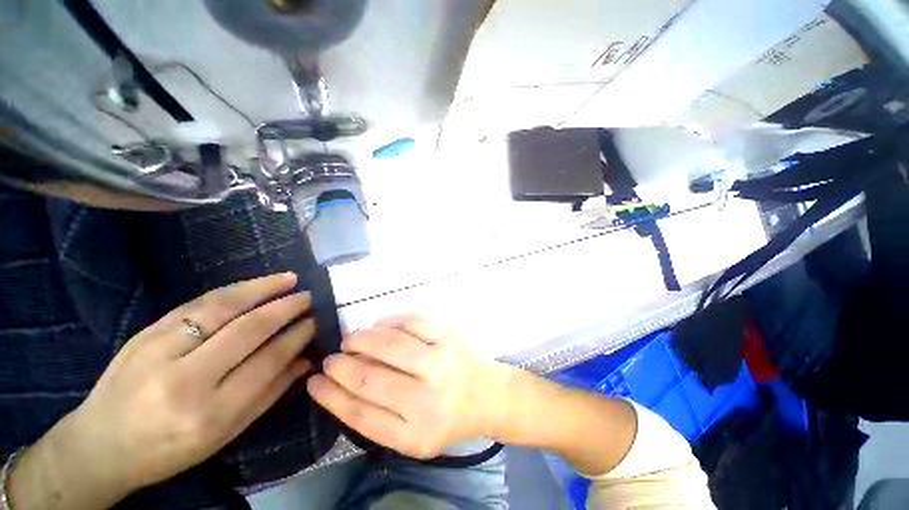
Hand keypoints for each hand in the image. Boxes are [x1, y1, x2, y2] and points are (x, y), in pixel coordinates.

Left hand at [10, 273, 316, 508]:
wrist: (100, 445)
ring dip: (262, 289)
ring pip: (221, 308)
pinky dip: (232, 291)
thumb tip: (306, 360)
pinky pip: (197, 304)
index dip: (297, 336)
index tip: (316, 320)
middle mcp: (186, 380)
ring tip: (290, 279)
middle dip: (286, 308)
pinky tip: (253, 284)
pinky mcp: (145, 333)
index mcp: (210, 413)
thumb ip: (269, 393)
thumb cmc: (170, 449)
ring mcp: (159, 351)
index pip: (267, 361)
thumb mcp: (225, 434)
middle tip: (310, 296)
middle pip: (248, 330)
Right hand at [306, 315, 508, 458]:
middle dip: (341, 366)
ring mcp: (441, 362)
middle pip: (370, 379)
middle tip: (331, 358)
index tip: (314, 381)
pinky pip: (413, 322)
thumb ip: (378, 419)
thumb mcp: (413, 437)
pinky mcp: (450, 337)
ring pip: (389, 345)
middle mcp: (428, 399)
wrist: (487, 395)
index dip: (331, 396)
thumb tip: (342, 387)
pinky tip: (379, 325)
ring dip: (362, 339)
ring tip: (351, 339)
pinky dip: (390, 321)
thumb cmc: (447, 417)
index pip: (360, 415)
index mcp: (415, 434)